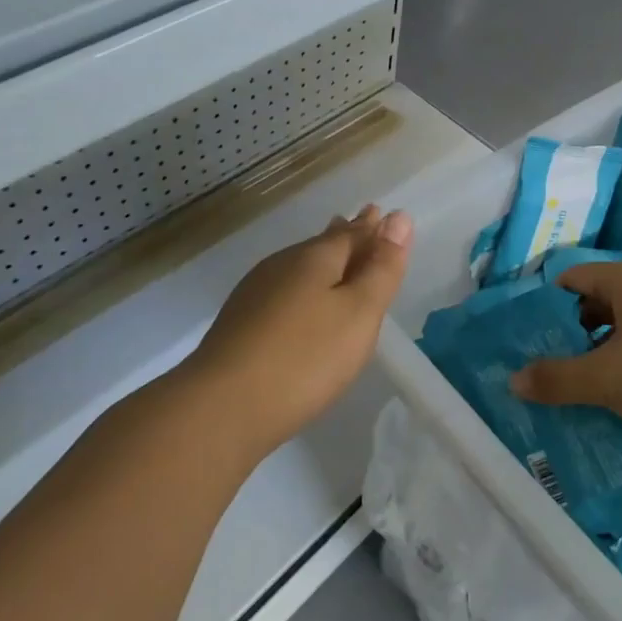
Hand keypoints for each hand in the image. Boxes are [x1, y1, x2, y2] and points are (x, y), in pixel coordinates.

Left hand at [177, 205, 412, 463]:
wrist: (222, 407)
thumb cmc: (306, 357)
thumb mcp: (359, 312)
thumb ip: (381, 268)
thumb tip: (399, 217)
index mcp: (314, 258)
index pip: (351, 233)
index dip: (372, 226)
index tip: (383, 213)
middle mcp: (282, 266)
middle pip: (322, 245)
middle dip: (346, 235)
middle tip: (363, 221)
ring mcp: (255, 294)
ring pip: (299, 267)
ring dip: (323, 259)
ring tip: (336, 255)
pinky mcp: (241, 324)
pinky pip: (284, 290)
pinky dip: (303, 286)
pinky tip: (300, 300)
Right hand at [511, 260, 621, 457]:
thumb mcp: (606, 378)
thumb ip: (557, 378)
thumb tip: (514, 380)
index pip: (570, 280)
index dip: (543, 307)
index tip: (524, 341)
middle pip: (594, 304)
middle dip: (568, 336)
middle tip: (543, 370)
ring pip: (620, 331)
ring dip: (596, 357)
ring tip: (572, 390)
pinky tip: (614, 399)